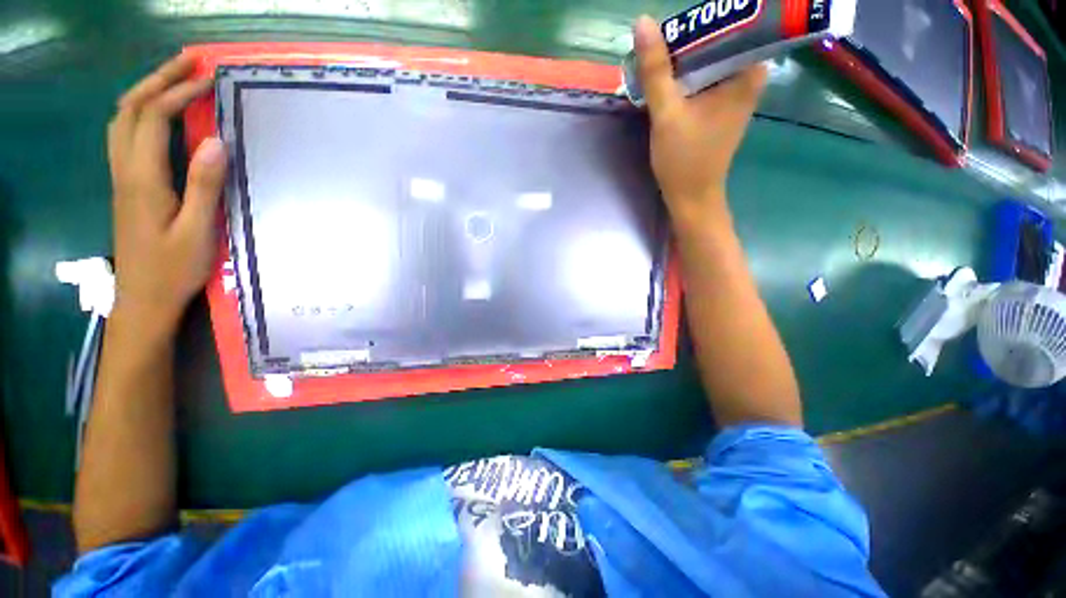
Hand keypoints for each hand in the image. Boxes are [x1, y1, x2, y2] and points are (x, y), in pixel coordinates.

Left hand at [107, 55, 226, 333]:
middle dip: (157, 78)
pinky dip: (141, 113)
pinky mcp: (127, 187)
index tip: (208, 79)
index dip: (178, 93)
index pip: (152, 118)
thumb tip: (215, 141)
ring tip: (174, 79)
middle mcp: (125, 170)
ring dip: (146, 91)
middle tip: (188, 61)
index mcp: (143, 179)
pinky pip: (126, 136)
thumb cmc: (174, 269)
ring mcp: (122, 178)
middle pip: (129, 109)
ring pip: (122, 119)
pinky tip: (159, 115)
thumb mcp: (198, 231)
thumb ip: (204, 185)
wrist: (143, 300)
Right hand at [633, 16, 765, 224]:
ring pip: (709, 60)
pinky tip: (666, 80)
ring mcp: (734, 93)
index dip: (704, 20)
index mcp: (747, 73)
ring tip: (658, 58)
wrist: (691, 197)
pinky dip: (685, 76)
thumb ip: (656, 70)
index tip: (676, 27)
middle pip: (720, 40)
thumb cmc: (684, 159)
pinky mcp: (720, 107)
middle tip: (659, 42)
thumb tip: (643, 22)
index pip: (736, 23)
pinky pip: (704, 78)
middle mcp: (747, 77)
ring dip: (683, 58)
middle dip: (688, 40)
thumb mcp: (666, 113)